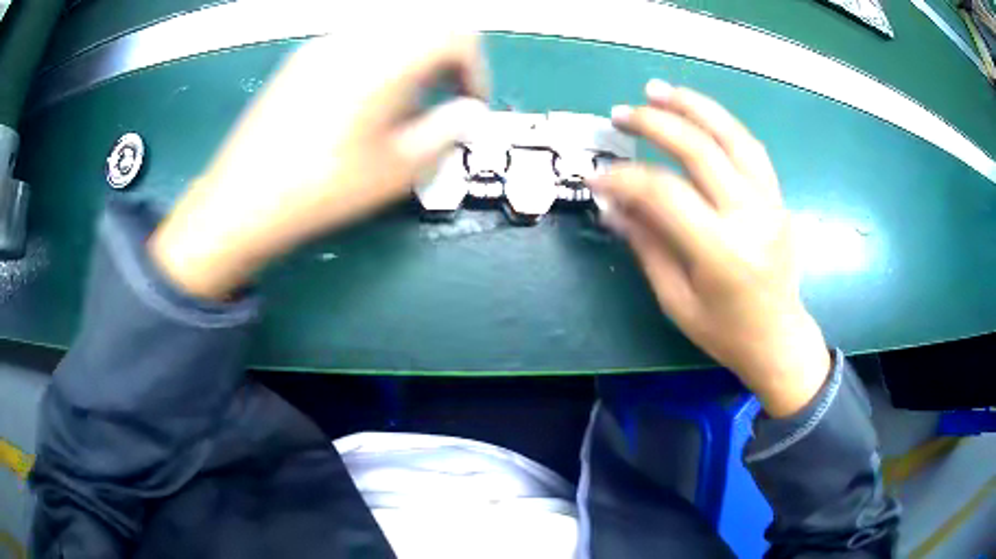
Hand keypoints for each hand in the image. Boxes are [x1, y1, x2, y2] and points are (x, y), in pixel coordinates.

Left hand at [149, 29, 488, 299]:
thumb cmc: (321, 189)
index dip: (476, 69)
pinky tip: (363, 104)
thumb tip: (468, 114)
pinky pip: (357, 43)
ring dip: (413, 60)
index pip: (456, 35)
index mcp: (385, 59)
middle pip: (424, 25)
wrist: (242, 202)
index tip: (470, 104)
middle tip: (443, 101)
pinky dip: (380, 62)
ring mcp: (323, 46)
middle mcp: (355, 39)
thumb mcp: (397, 169)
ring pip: (390, 32)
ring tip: (402, 107)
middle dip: (446, 61)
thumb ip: (447, 132)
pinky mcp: (301, 60)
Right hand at [589, 80, 830, 416]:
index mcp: (722, 253)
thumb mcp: (676, 300)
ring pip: (733, 137)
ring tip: (659, 91)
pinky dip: (722, 124)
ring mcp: (770, 203)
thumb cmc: (724, 332)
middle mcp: (751, 218)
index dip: (625, 179)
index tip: (597, 177)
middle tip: (621, 114)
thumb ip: (646, 245)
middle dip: (655, 124)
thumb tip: (613, 204)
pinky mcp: (778, 198)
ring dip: (694, 107)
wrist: (779, 339)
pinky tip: (699, 113)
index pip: (665, 195)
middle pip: (701, 151)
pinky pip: (751, 149)